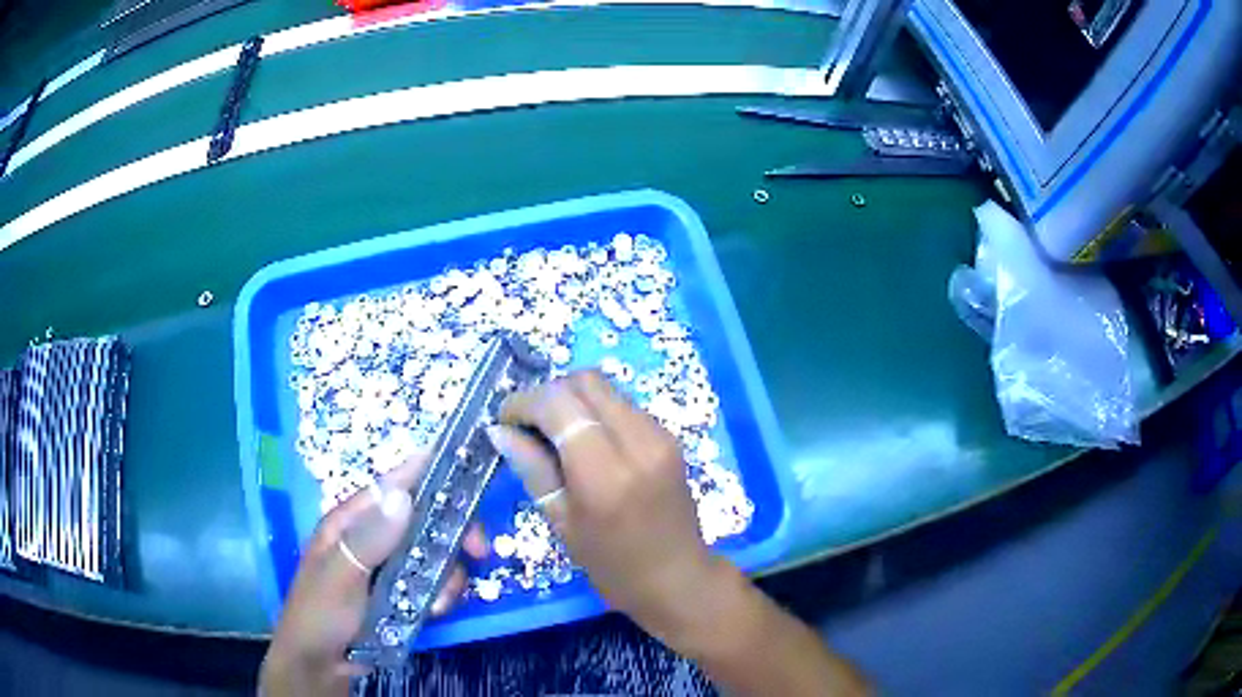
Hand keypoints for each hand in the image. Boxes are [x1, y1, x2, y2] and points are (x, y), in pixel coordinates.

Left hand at [260, 454, 487, 696]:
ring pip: (434, 554)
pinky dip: (442, 594)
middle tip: (478, 551)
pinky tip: (435, 612)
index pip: (390, 485)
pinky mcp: (401, 592)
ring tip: (442, 601)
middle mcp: (374, 537)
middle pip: (423, 519)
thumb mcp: (340, 576)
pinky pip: (433, 583)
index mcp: (351, 521)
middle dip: (453, 532)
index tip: (466, 468)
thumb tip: (403, 495)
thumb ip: (369, 540)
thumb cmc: (320, 614)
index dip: (426, 471)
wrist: (320, 664)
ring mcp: (389, 567)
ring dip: (448, 574)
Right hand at [487, 370, 729, 644]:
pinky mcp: (669, 436)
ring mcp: (659, 434)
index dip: (524, 402)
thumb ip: (532, 468)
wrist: (678, 578)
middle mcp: (637, 441)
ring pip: (605, 388)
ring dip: (572, 400)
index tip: (504, 420)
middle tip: (527, 425)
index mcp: (605, 472)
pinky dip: (595, 411)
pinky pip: (623, 405)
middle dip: (548, 393)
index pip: (559, 404)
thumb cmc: (612, 566)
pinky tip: (584, 441)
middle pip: (584, 381)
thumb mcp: (562, 522)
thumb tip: (499, 430)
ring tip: (553, 433)